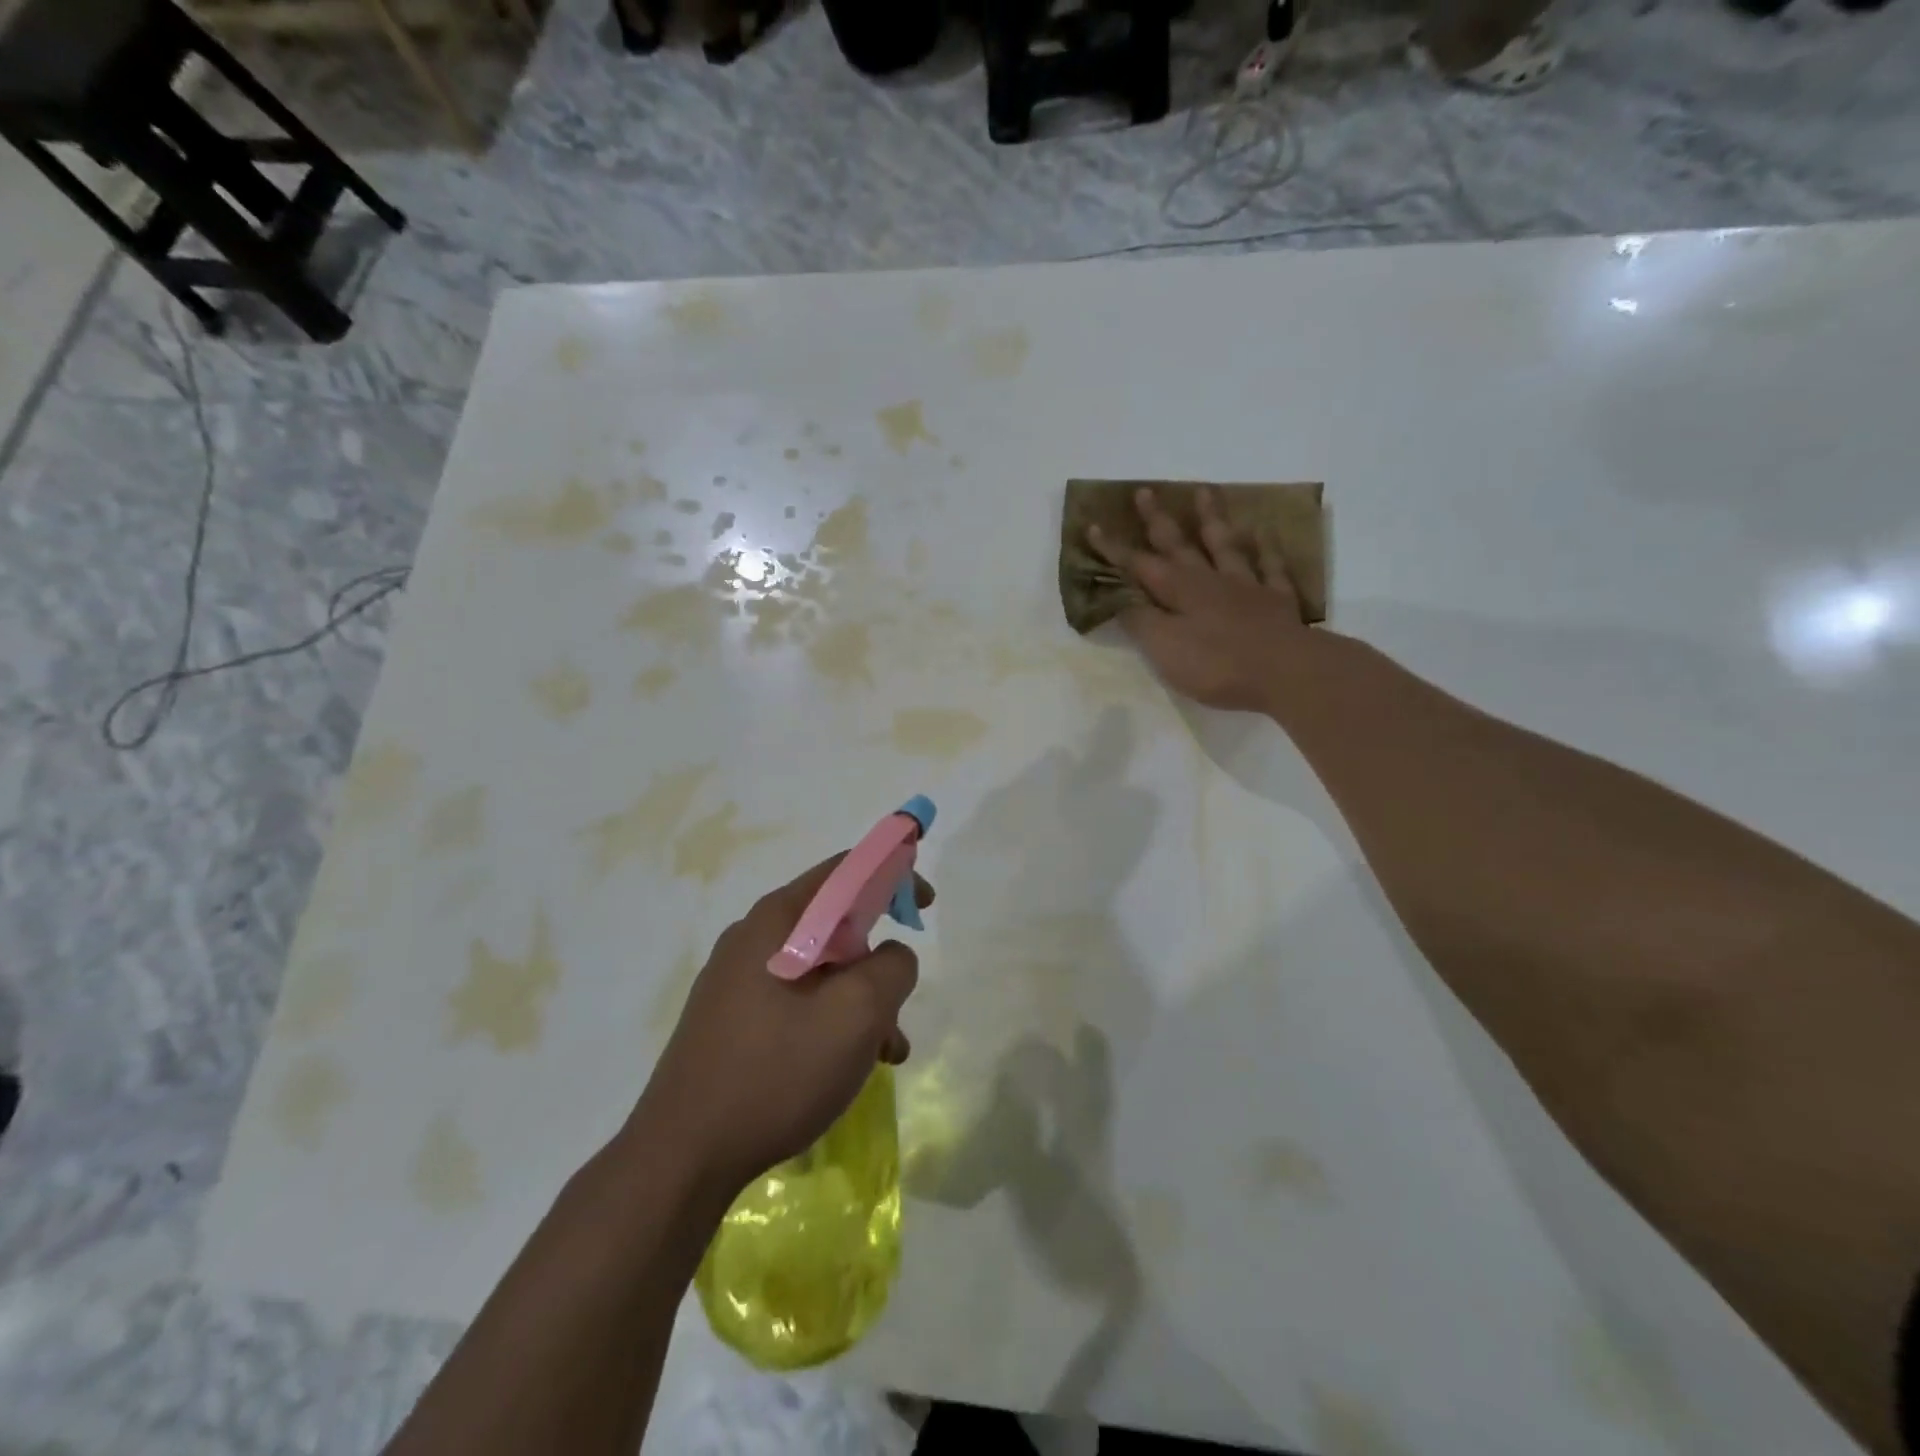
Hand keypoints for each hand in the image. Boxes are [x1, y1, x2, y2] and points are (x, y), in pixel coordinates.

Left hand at [629, 856, 931, 1199]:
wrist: (682, 1158)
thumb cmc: (776, 1072)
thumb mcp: (856, 1014)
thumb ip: (892, 967)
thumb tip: (891, 955)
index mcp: (777, 920)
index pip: (845, 870)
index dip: (893, 874)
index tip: (925, 905)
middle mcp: (753, 938)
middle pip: (834, 923)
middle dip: (878, 958)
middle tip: (901, 998)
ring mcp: (737, 980)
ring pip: (820, 969)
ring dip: (860, 1000)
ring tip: (886, 1052)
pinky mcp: (731, 1019)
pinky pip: (797, 1000)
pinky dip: (832, 1021)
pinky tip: (848, 1068)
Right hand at [1089, 485, 1312, 712]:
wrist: (1285, 671)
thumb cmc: (1216, 664)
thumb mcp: (1164, 648)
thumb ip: (1141, 621)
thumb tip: (1120, 597)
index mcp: (1178, 591)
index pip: (1138, 565)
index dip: (1114, 549)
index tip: (1094, 526)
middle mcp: (1209, 580)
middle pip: (1179, 544)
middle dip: (1158, 520)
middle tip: (1145, 491)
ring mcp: (1246, 586)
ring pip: (1224, 545)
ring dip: (1211, 520)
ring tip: (1203, 492)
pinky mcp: (1277, 600)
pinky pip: (1270, 566)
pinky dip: (1265, 547)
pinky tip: (1264, 532)